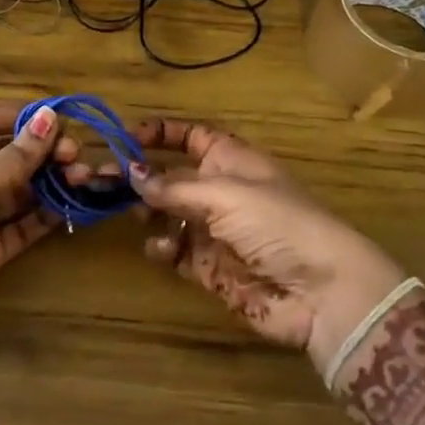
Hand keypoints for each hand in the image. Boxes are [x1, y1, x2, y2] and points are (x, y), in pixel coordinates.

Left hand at [0, 100, 75, 350]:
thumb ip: (14, 158)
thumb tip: (50, 118)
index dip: (19, 116)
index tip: (57, 119)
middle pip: (9, 154)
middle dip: (43, 151)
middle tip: (74, 154)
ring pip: (22, 189)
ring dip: (52, 181)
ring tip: (82, 177)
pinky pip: (26, 222)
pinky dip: (49, 213)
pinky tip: (72, 204)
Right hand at [127, 117, 407, 375]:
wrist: (320, 291)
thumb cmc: (277, 223)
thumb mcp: (224, 194)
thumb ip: (173, 187)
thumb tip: (131, 173)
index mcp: (231, 160)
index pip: (190, 137)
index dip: (160, 134)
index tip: (124, 138)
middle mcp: (220, 190)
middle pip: (170, 177)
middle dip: (139, 178)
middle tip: (103, 183)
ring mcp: (214, 230)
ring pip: (167, 214)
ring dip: (148, 213)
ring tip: (138, 216)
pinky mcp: (210, 267)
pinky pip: (175, 250)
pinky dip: (163, 247)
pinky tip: (164, 248)